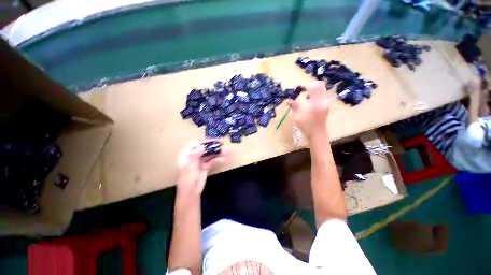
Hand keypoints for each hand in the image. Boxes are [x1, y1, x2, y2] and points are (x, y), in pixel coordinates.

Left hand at [176, 141, 223, 197]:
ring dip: (217, 152)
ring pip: (209, 154)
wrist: (191, 192)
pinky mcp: (206, 166)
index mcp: (186, 155)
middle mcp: (193, 156)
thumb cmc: (187, 179)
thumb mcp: (189, 167)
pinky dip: (218, 159)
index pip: (193, 144)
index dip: (202, 143)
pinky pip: (212, 160)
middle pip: (203, 148)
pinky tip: (224, 159)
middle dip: (213, 145)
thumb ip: (195, 156)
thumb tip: (202, 146)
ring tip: (226, 150)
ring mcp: (200, 161)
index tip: (210, 143)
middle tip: (222, 142)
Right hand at [287, 81, 334, 139]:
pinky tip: (312, 101)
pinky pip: (324, 94)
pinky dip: (318, 93)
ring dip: (315, 89)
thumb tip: (287, 100)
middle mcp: (323, 100)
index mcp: (315, 103)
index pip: (313, 87)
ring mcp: (327, 102)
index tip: (300, 89)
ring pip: (323, 88)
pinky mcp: (327, 105)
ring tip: (308, 97)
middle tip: (305, 91)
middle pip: (320, 84)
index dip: (306, 86)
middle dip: (312, 85)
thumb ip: (294, 106)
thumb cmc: (306, 126)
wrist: (317, 134)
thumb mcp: (298, 116)